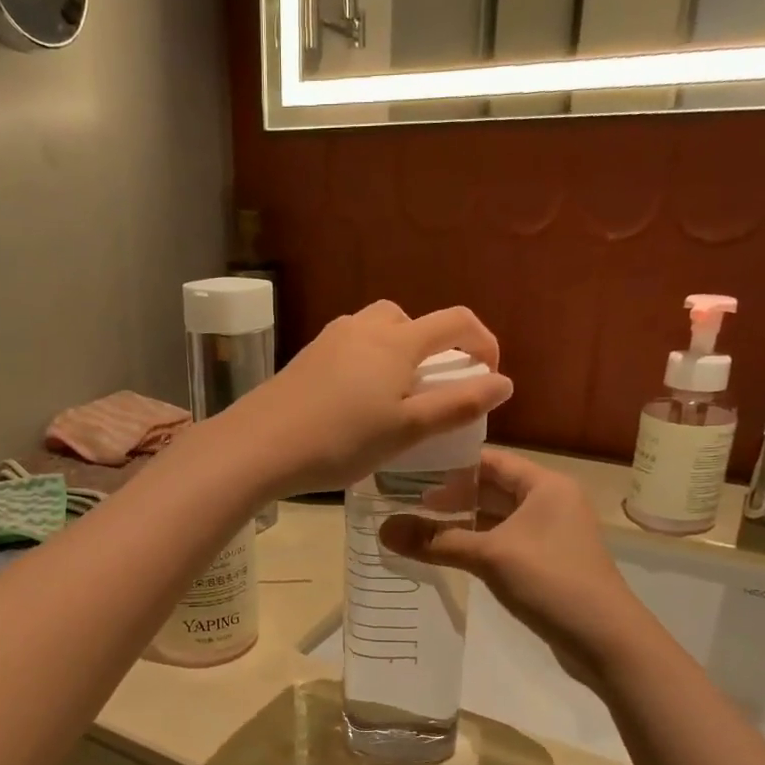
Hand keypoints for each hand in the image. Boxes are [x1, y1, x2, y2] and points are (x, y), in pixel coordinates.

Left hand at [220, 302, 512, 498]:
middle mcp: (364, 327)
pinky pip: (349, 346)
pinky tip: (355, 401)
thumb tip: (504, 383)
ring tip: (394, 396)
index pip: (455, 322)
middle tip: (434, 385)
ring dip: (397, 352)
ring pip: (376, 330)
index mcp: (397, 341)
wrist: (259, 445)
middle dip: (434, 344)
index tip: (489, 374)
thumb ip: (458, 405)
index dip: (483, 341)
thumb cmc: (342, 440)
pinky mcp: (305, 357)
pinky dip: (367, 362)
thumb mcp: (407, 429)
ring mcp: (329, 339)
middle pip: (411, 319)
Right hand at [380, 450, 643, 683]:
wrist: (606, 640)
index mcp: (545, 485)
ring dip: (461, 522)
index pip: (490, 460)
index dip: (450, 464)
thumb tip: (382, 530)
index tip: (410, 470)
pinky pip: (503, 542)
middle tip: (404, 501)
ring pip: (496, 518)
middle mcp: (551, 502)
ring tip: (417, 526)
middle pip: (492, 488)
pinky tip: (447, 553)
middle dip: (451, 496)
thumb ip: (436, 540)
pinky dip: (476, 544)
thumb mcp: (489, 556)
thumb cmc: (551, 582)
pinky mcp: (547, 562)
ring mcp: (550, 534)